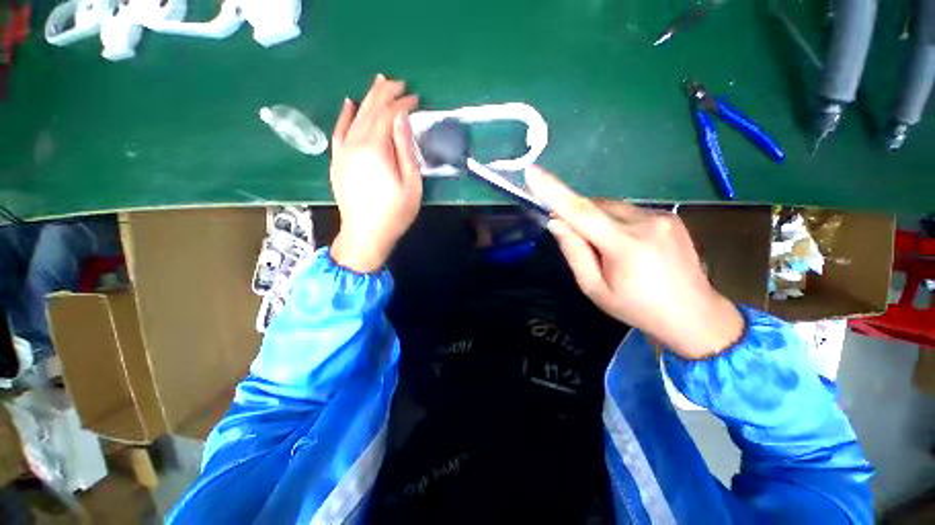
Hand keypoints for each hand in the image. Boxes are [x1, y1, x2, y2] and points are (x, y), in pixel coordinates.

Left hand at [329, 74, 421, 272]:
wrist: (365, 234)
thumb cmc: (395, 213)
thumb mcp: (411, 184)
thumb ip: (405, 149)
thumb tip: (402, 119)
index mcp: (376, 149)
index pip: (389, 115)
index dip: (402, 104)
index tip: (415, 99)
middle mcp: (356, 143)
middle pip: (370, 110)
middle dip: (385, 94)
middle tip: (399, 84)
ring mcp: (343, 151)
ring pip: (355, 116)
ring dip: (368, 98)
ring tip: (378, 85)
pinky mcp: (337, 160)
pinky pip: (339, 131)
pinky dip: (344, 116)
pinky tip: (349, 103)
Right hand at [525, 166, 743, 359]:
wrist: (695, 315)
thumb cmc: (637, 308)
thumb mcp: (595, 289)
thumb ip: (574, 253)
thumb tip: (557, 223)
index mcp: (625, 245)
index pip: (581, 211)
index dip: (553, 190)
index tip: (532, 172)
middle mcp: (645, 222)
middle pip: (595, 206)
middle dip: (578, 217)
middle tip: (578, 242)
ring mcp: (662, 216)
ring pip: (611, 206)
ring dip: (597, 220)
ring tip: (607, 249)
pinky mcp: (671, 216)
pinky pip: (629, 210)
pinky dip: (615, 221)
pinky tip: (626, 245)